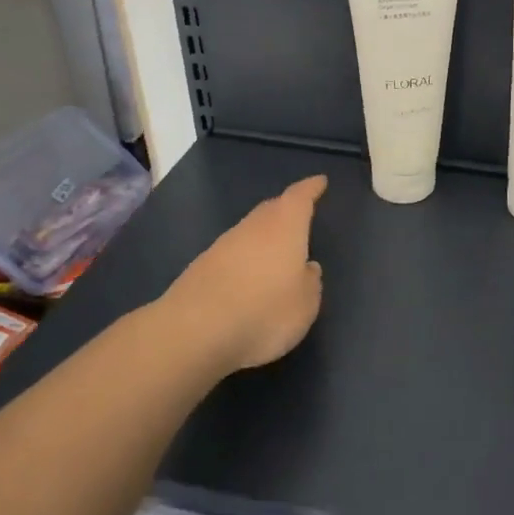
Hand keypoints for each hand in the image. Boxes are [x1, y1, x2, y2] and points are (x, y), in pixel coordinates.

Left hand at [159, 175, 327, 375]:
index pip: (300, 197)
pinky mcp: (201, 267)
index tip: (320, 181)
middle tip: (299, 215)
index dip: (311, 188)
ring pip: (250, 231)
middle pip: (272, 209)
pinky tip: (248, 279)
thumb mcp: (305, 305)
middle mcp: (253, 227)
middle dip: (286, 209)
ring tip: (276, 252)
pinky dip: (244, 259)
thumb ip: (311, 282)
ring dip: (263, 237)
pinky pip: (232, 254)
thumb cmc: (264, 312)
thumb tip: (307, 268)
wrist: (193, 332)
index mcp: (285, 226)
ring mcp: (223, 245)